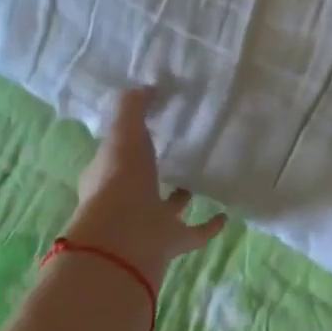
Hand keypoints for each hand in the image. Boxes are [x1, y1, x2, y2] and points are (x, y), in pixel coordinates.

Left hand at [66, 87, 225, 283]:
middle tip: (176, 153)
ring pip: (166, 209)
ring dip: (180, 198)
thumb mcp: (123, 134)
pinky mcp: (170, 244)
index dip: (127, 144)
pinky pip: (194, 233)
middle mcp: (124, 203)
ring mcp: (147, 225)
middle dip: (153, 172)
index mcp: (106, 178)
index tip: (148, 129)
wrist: (125, 239)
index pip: (115, 158)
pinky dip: (209, 226)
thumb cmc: (119, 181)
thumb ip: (132, 108)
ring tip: (200, 179)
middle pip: (140, 184)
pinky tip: (225, 215)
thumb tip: (147, 86)